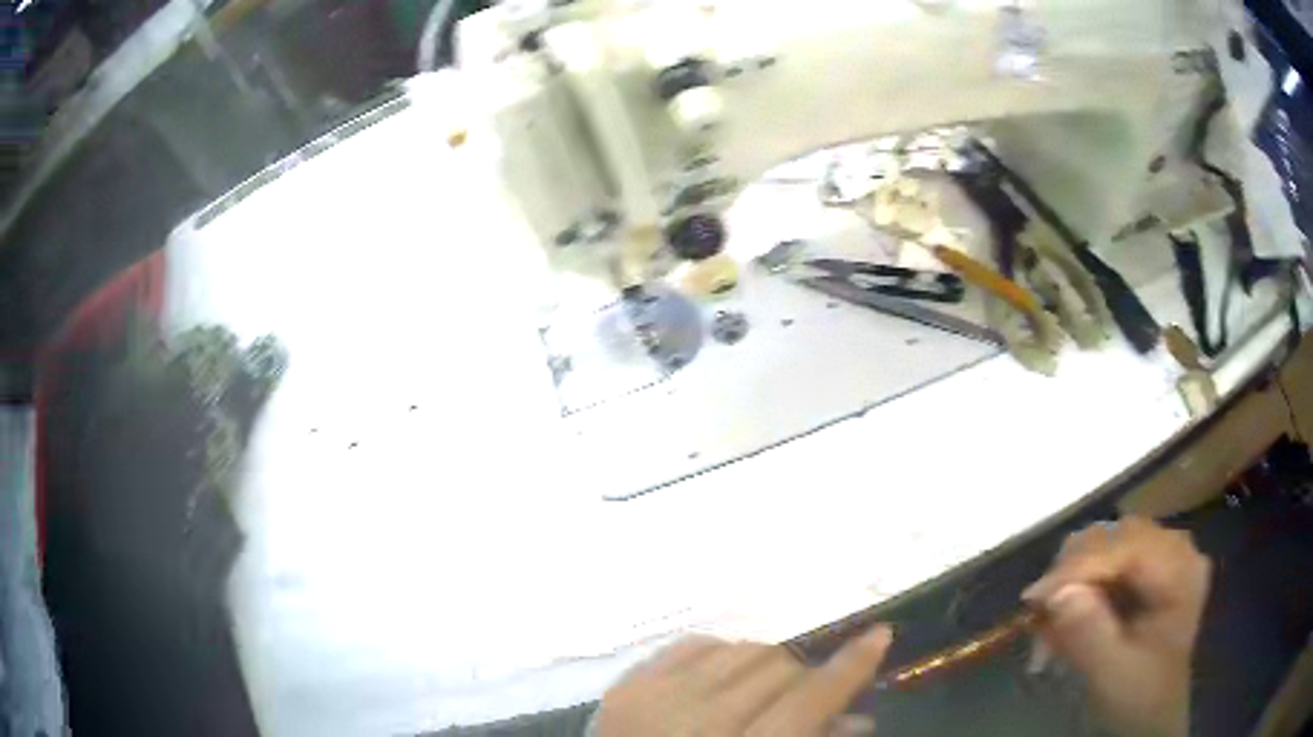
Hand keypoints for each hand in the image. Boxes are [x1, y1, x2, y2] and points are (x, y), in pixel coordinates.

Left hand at [595, 624, 891, 735]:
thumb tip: (859, 716)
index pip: (809, 699)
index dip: (850, 665)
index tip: (878, 636)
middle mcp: (698, 722)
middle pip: (778, 669)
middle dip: (803, 676)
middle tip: (804, 694)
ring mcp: (654, 698)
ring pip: (740, 649)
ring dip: (763, 664)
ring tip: (760, 690)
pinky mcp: (625, 686)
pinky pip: (691, 644)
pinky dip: (718, 654)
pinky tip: (720, 676)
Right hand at [1024, 517, 1210, 736]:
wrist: (1150, 715)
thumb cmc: (1137, 698)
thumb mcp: (1113, 675)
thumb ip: (1090, 636)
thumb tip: (1057, 594)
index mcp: (1181, 570)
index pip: (1127, 548)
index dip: (1080, 567)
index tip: (1033, 598)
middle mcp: (1175, 550)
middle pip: (1116, 538)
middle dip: (1073, 572)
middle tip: (1037, 614)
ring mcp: (1161, 556)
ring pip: (1106, 544)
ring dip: (1071, 579)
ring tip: (1047, 621)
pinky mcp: (1145, 569)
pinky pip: (1105, 561)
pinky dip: (1078, 585)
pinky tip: (1063, 614)